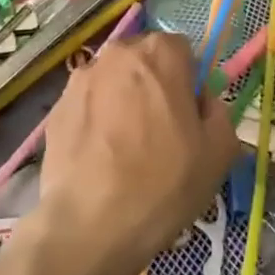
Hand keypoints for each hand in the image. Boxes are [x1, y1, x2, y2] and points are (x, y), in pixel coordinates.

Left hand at [31, 31, 237, 274]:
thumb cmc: (164, 185)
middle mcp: (117, 54)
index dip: (188, 80)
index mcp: (160, 54)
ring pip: (113, 82)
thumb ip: (218, 111)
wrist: (90, 225)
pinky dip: (95, 122)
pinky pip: (87, 106)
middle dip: (153, 85)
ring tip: (126, 148)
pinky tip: (100, 159)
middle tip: (160, 131)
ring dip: (122, 101)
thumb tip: (202, 101)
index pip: (182, 49)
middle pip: (143, 61)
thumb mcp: (219, 152)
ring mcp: (80, 80)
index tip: (188, 115)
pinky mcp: (55, 108)